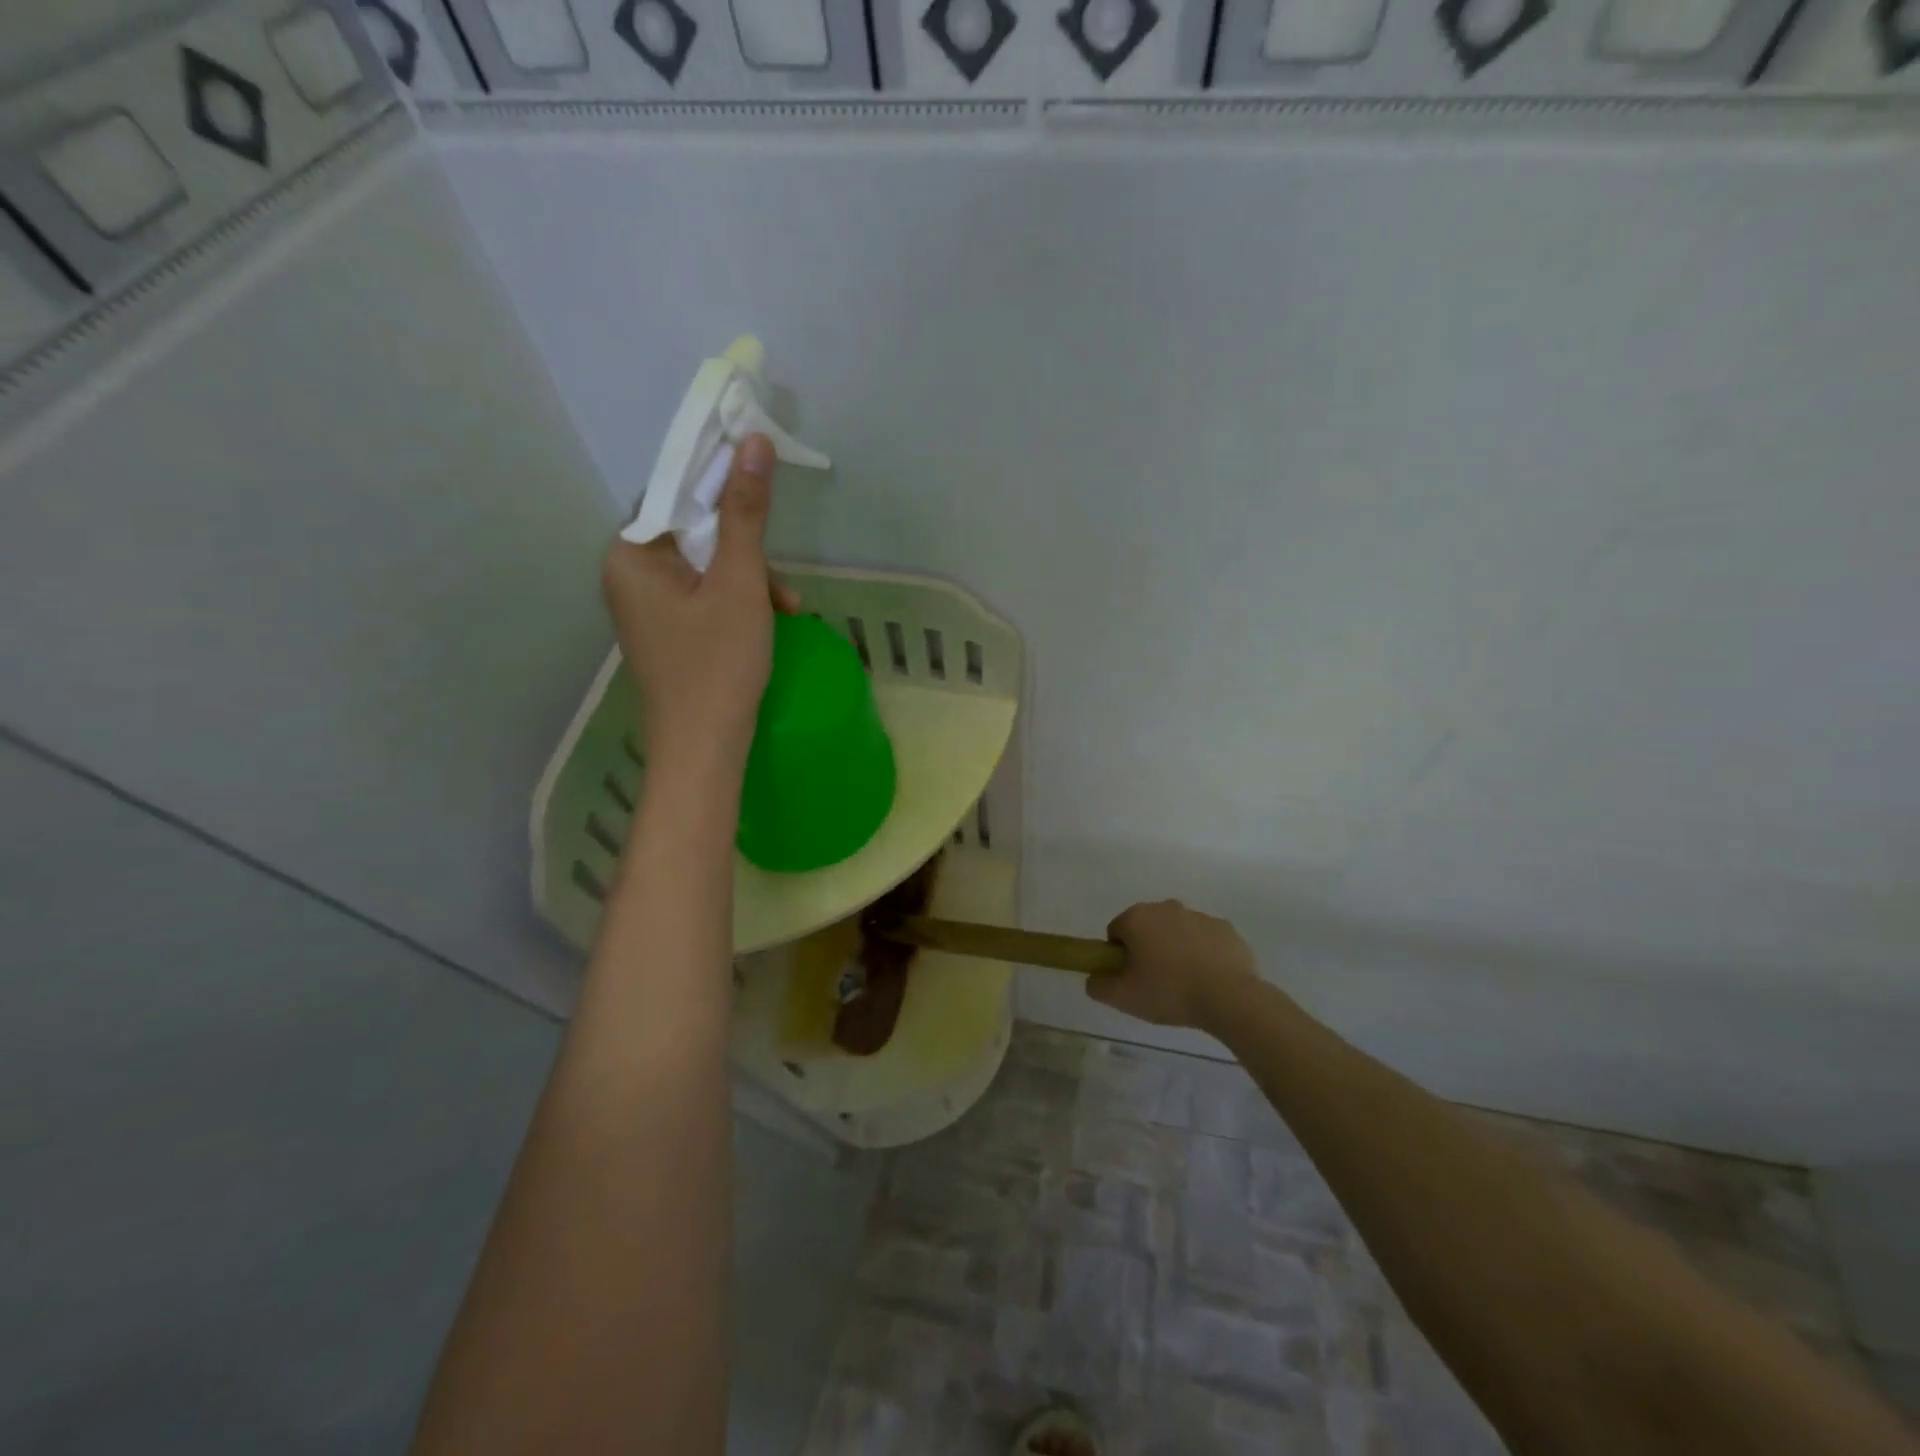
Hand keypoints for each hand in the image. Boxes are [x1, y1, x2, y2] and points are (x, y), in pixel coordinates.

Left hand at [601, 434, 799, 764]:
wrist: (703, 749)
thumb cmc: (718, 663)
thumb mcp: (740, 582)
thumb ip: (745, 512)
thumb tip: (752, 441)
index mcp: (629, 554)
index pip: (673, 494)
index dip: (719, 486)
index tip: (762, 490)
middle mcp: (627, 575)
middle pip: (692, 532)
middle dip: (745, 549)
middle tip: (782, 575)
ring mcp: (646, 608)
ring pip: (704, 567)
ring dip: (750, 579)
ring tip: (787, 607)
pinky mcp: (667, 633)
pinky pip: (703, 597)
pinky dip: (738, 603)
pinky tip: (771, 620)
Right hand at [1089, 900, 1258, 1030]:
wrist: (1229, 998)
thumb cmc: (1169, 992)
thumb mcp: (1122, 997)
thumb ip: (1098, 985)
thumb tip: (1094, 977)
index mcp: (1137, 917)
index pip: (1116, 932)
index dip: (1119, 956)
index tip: (1131, 979)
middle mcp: (1166, 907)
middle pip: (1147, 928)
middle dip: (1147, 950)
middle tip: (1155, 983)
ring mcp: (1199, 916)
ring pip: (1177, 933)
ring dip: (1175, 951)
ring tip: (1185, 985)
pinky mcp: (1226, 929)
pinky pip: (1205, 940)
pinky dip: (1203, 954)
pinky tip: (1209, 980)